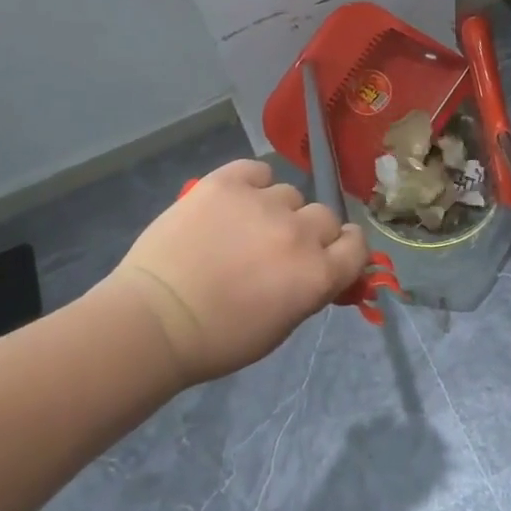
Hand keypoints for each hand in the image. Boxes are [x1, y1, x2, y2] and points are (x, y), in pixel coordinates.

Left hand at [96, 158, 369, 386]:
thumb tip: (323, 269)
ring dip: (276, 210)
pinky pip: (257, 171)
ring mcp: (262, 202)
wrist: (154, 319)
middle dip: (309, 231)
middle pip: (325, 216)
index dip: (345, 249)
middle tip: (279, 247)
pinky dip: (250, 184)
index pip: (357, 244)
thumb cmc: (218, 339)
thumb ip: (311, 290)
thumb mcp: (281, 326)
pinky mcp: (227, 181)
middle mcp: (298, 232)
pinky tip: (232, 203)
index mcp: (317, 274)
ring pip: (288, 194)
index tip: (329, 255)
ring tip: (244, 227)